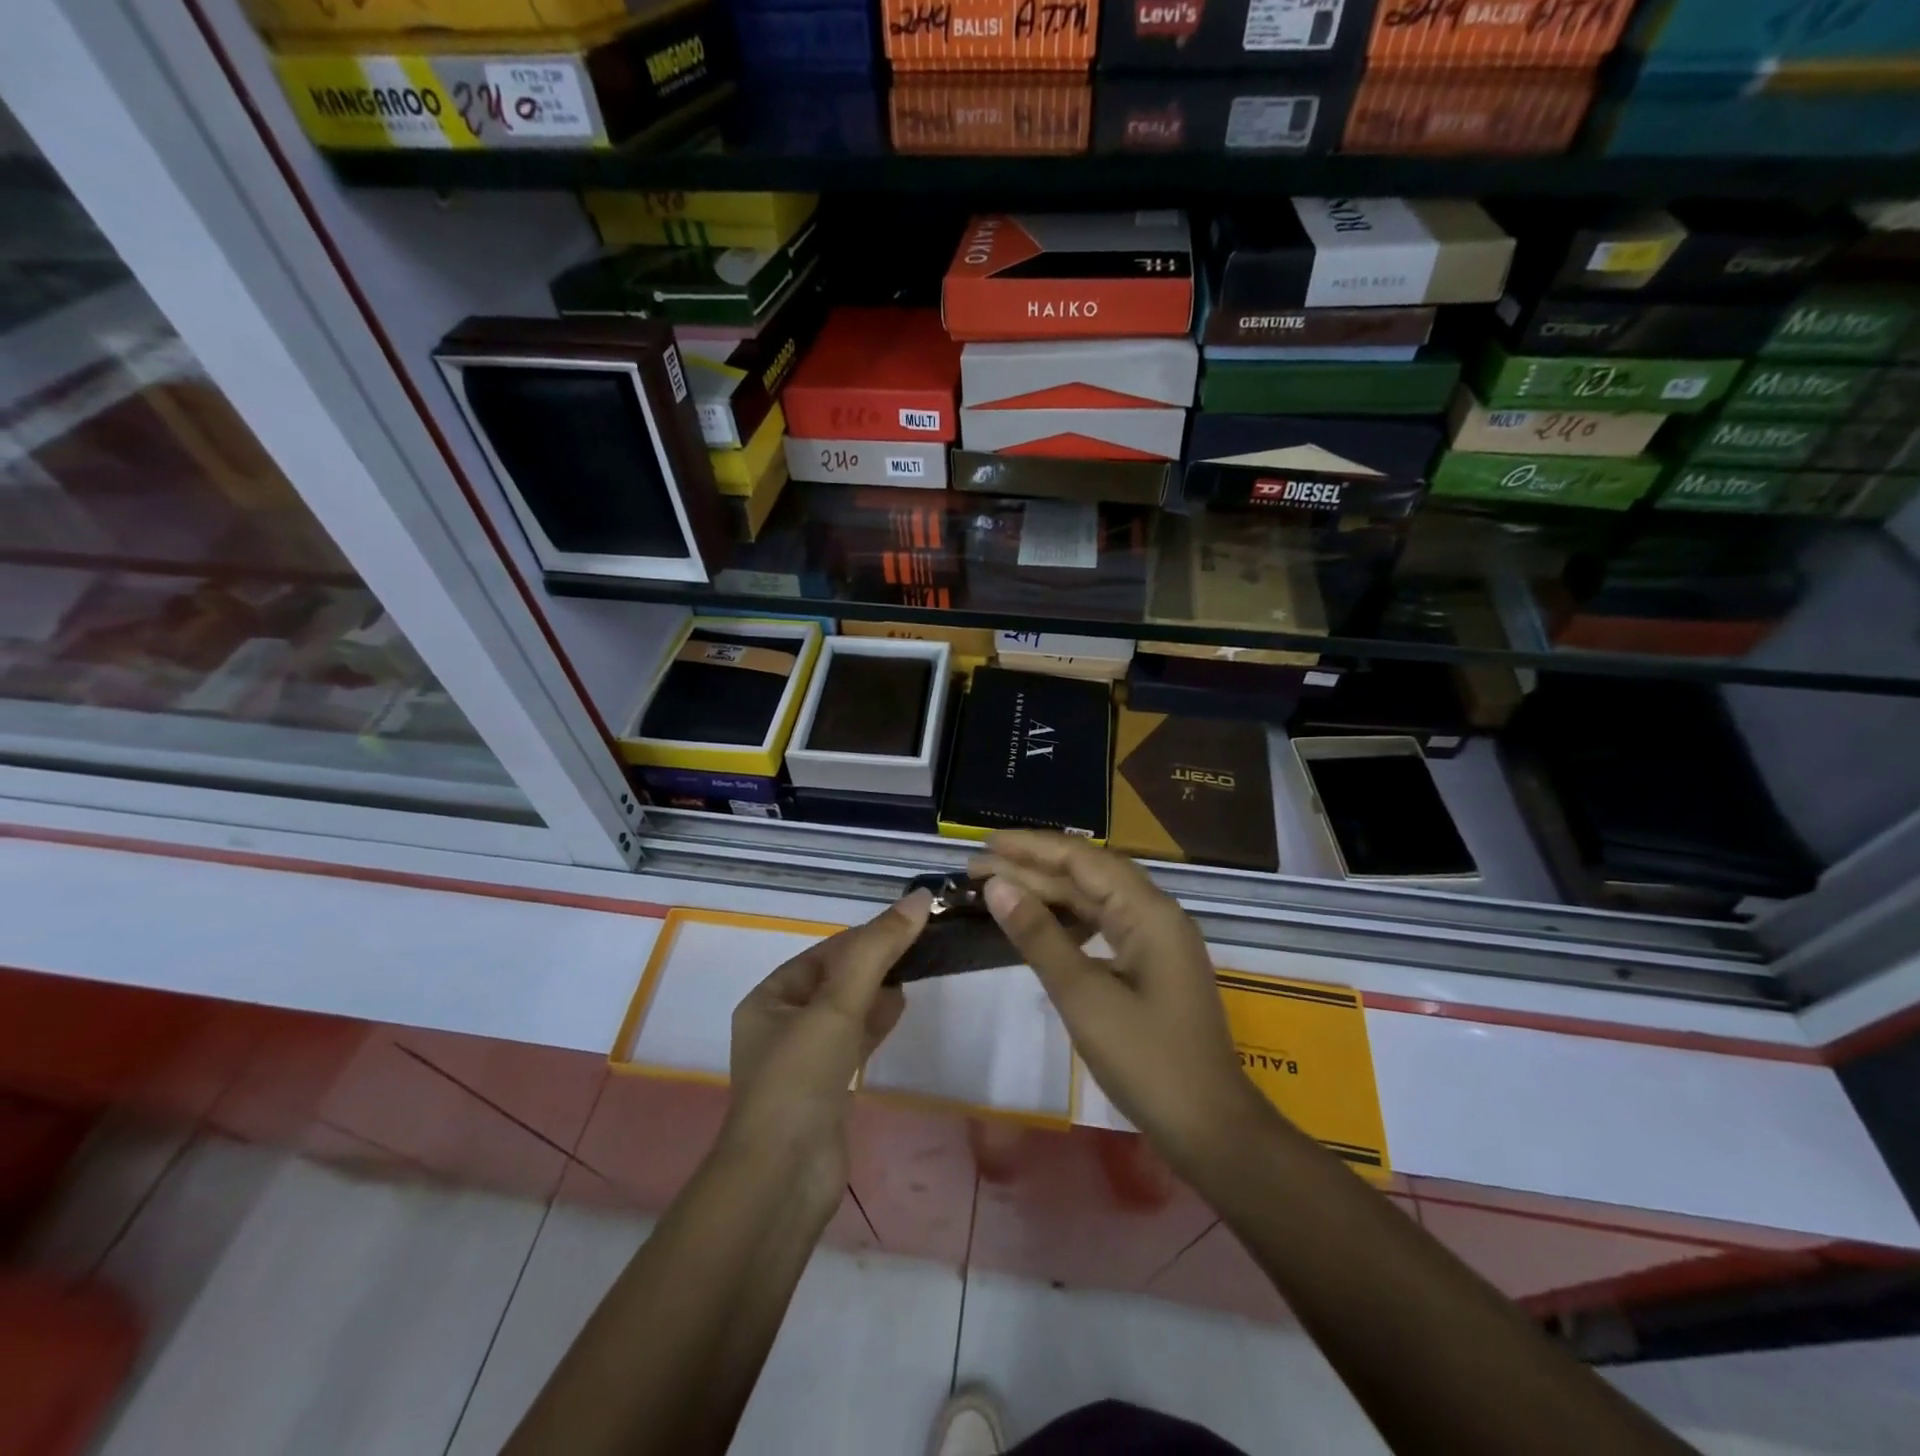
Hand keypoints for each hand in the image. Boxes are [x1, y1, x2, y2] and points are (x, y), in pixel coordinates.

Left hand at [721, 890, 930, 1208]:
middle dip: (875, 961)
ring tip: (917, 969)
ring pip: (847, 1010)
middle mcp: (782, 1023)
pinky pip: (853, 1041)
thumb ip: (878, 950)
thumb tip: (920, 898)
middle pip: (837, 979)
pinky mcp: (825, 1088)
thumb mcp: (838, 1004)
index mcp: (770, 998)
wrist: (783, 1180)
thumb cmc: (801, 1078)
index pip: (826, 952)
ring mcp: (803, 1059)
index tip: (911, 922)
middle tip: (921, 944)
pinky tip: (899, 1009)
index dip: (868, 935)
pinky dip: (875, 1022)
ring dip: (878, 990)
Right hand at [969, 832, 1270, 1172]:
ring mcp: (1157, 940)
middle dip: (1033, 867)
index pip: (1082, 859)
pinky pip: (1105, 924)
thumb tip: (996, 885)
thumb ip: (1039, 936)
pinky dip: (1068, 919)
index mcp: (1148, 911)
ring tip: (1000, 889)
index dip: (1031, 847)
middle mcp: (1156, 914)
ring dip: (1048, 891)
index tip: (985, 845)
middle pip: (1088, 874)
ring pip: (1096, 899)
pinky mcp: (1152, 965)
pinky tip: (1040, 923)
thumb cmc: (1147, 1061)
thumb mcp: (1084, 997)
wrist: (1210, 1130)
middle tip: (978, 868)